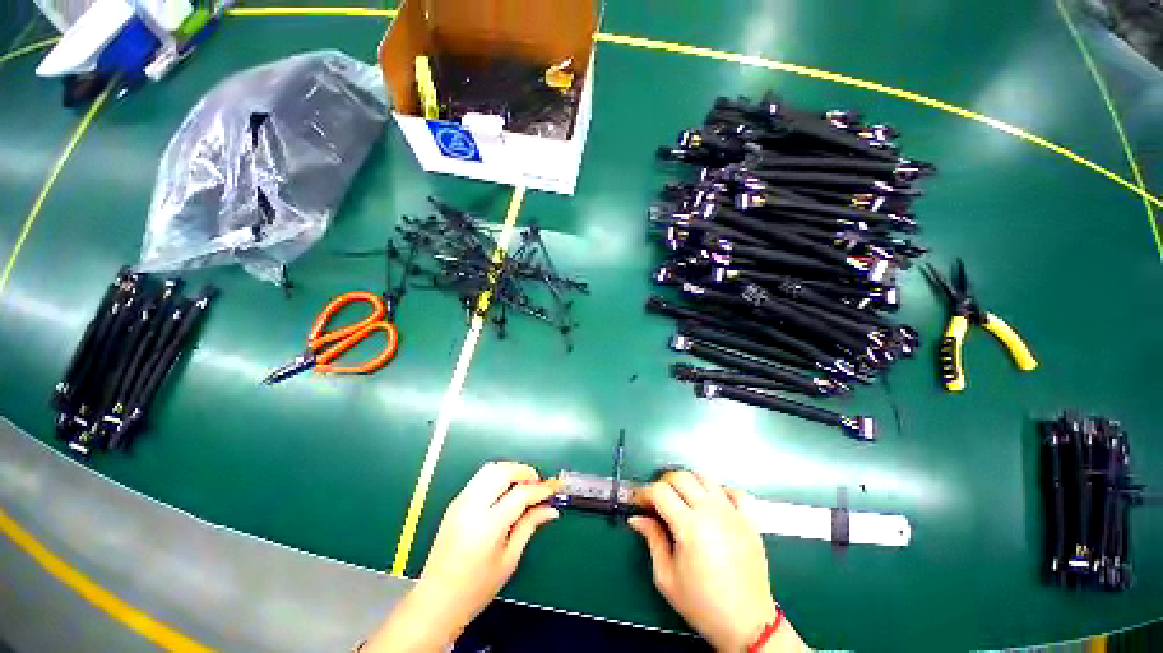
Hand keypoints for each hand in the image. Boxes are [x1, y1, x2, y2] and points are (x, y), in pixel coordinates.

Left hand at [365, 462, 558, 651]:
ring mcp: (460, 502)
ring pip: (490, 469)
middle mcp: (472, 506)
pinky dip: (497, 476)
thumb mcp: (509, 559)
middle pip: (503, 471)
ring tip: (523, 484)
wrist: (436, 601)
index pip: (520, 493)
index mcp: (488, 525)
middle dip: (525, 472)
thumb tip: (551, 509)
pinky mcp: (455, 503)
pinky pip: (479, 478)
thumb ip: (529, 526)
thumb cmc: (476, 588)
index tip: (554, 489)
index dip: (541, 489)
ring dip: (510, 470)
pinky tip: (505, 490)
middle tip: (539, 484)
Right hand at [629, 471, 804, 651]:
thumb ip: (652, 540)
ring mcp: (733, 513)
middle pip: (680, 477)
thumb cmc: (703, 605)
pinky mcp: (749, 520)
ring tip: (682, 499)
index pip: (660, 491)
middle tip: (657, 500)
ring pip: (704, 478)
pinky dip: (720, 491)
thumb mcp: (667, 578)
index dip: (644, 492)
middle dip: (663, 483)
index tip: (638, 502)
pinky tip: (713, 503)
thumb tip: (637, 518)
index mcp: (690, 526)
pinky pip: (734, 492)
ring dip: (688, 482)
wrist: (747, 625)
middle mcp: (711, 512)